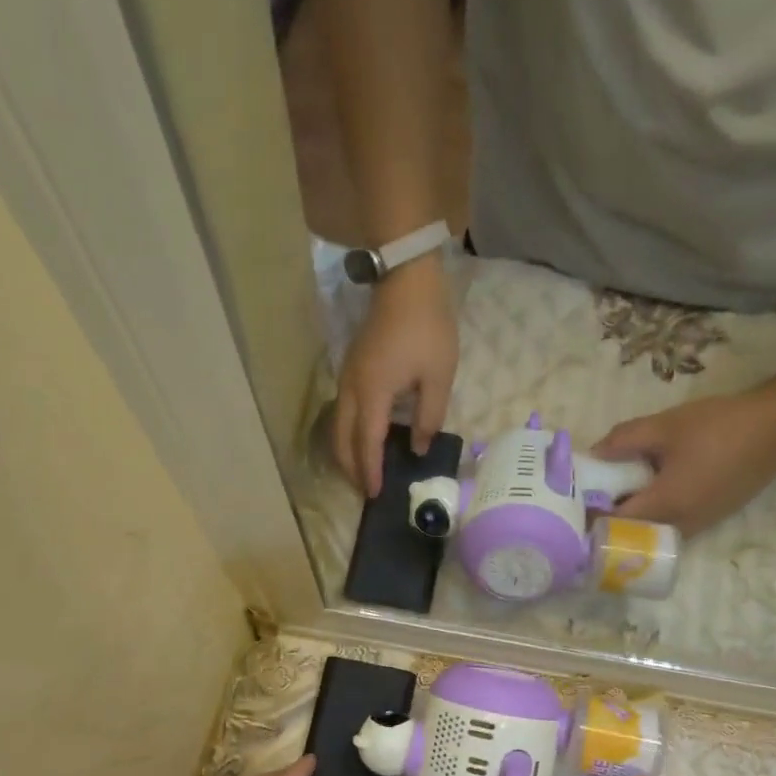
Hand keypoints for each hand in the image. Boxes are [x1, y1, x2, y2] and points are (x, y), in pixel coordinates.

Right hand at [332, 256, 459, 496]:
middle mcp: (352, 389)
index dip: (371, 471)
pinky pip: (342, 411)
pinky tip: (364, 440)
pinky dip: (348, 433)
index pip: (367, 443)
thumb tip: (417, 448)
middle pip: (342, 439)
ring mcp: (347, 377)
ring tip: (362, 470)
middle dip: (351, 467)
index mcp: (373, 394)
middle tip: (365, 490)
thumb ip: (429, 417)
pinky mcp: (350, 368)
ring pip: (337, 425)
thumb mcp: (438, 376)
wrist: (406, 279)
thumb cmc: (427, 328)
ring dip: (346, 452)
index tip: (375, 495)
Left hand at [592, 386, 775, 534]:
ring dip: (634, 519)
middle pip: (633, 534)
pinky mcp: (713, 517)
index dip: (592, 516)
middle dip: (610, 521)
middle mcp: (681, 525)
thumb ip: (624, 440)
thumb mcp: (665, 426)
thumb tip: (593, 453)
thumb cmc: (720, 426)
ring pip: (654, 531)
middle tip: (591, 499)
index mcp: (666, 504)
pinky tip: (649, 490)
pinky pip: (673, 524)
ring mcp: (701, 524)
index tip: (574, 503)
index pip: (616, 524)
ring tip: (616, 494)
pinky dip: (655, 514)